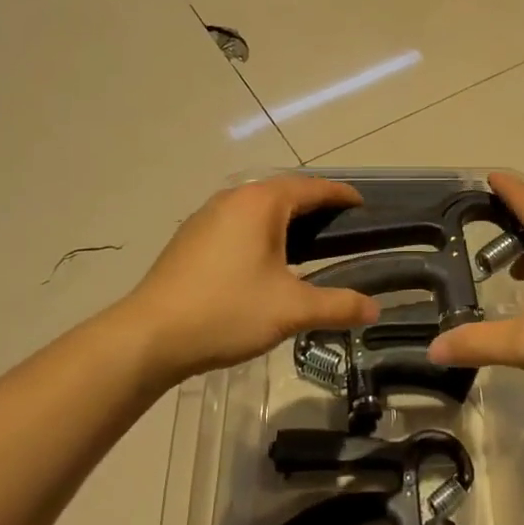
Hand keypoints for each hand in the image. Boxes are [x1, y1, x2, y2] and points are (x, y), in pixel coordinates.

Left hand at [120, 175, 380, 383]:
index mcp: (260, 204)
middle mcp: (233, 200)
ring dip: (284, 217)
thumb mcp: (291, 310)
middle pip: (283, 192)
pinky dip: (260, 230)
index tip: (362, 205)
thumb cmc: (226, 311)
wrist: (149, 336)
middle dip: (313, 204)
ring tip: (307, 242)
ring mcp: (206, 217)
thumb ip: (338, 305)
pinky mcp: (190, 239)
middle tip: (340, 225)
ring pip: (256, 207)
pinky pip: (237, 222)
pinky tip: (263, 260)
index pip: (311, 187)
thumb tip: (374, 309)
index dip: (340, 194)